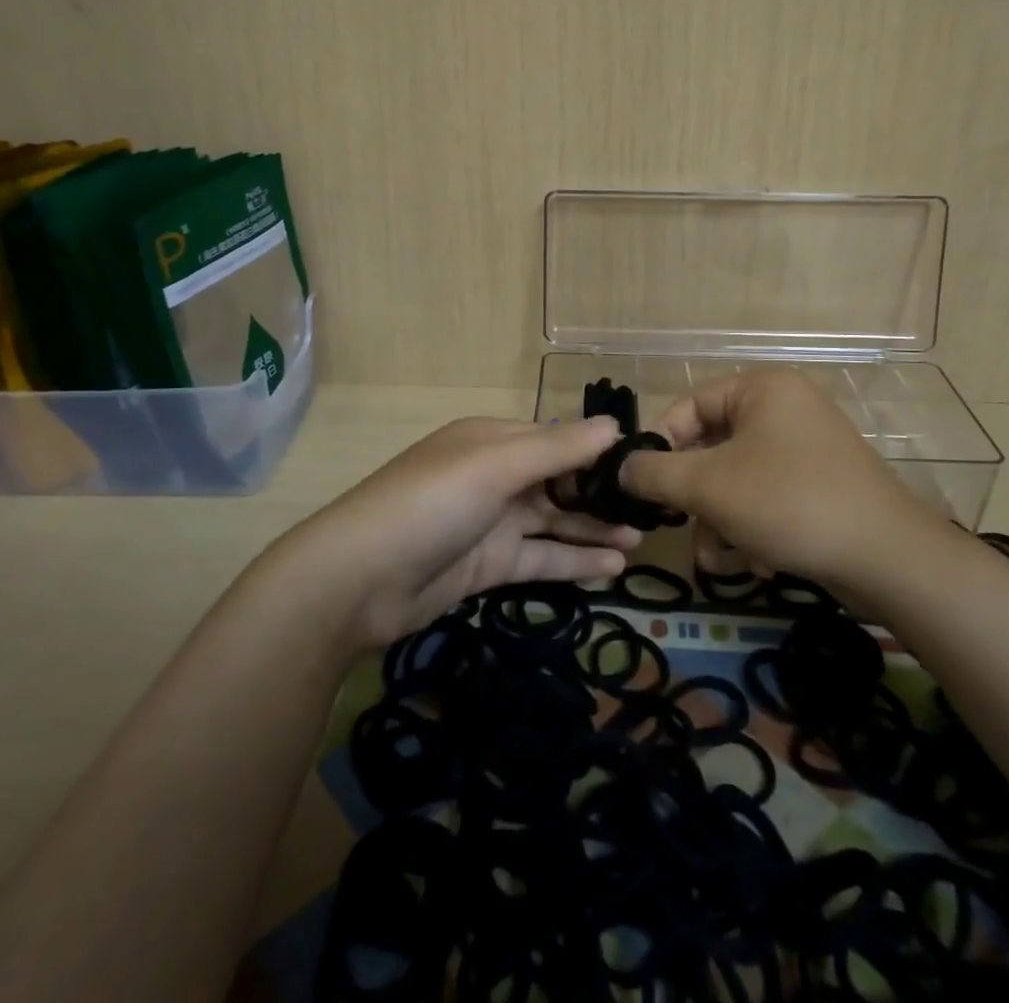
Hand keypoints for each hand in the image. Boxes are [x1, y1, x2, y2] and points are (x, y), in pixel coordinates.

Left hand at [282, 416, 641, 649]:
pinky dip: (574, 561)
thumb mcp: (495, 466)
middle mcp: (494, 476)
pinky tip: (613, 567)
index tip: (644, 463)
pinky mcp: (488, 565)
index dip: (597, 450)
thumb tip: (615, 426)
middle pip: (558, 481)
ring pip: (554, 521)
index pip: (556, 438)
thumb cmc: (431, 504)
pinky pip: (540, 558)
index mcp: (492, 440)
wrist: (358, 582)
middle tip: (651, 509)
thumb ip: (557, 448)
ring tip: (641, 540)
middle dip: (600, 494)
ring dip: (593, 529)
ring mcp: (491, 522)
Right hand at [619, 370, 944, 584]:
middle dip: (694, 496)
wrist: (888, 559)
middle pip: (712, 447)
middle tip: (679, 525)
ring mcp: (806, 448)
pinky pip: (766, 497)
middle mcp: (784, 409)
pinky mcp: (820, 485)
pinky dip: (751, 527)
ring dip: (719, 520)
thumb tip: (621, 467)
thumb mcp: (709, 486)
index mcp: (761, 389)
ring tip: (718, 558)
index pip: (689, 405)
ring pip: (736, 479)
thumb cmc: (789, 503)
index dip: (660, 444)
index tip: (642, 485)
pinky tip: (753, 562)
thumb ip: (656, 473)